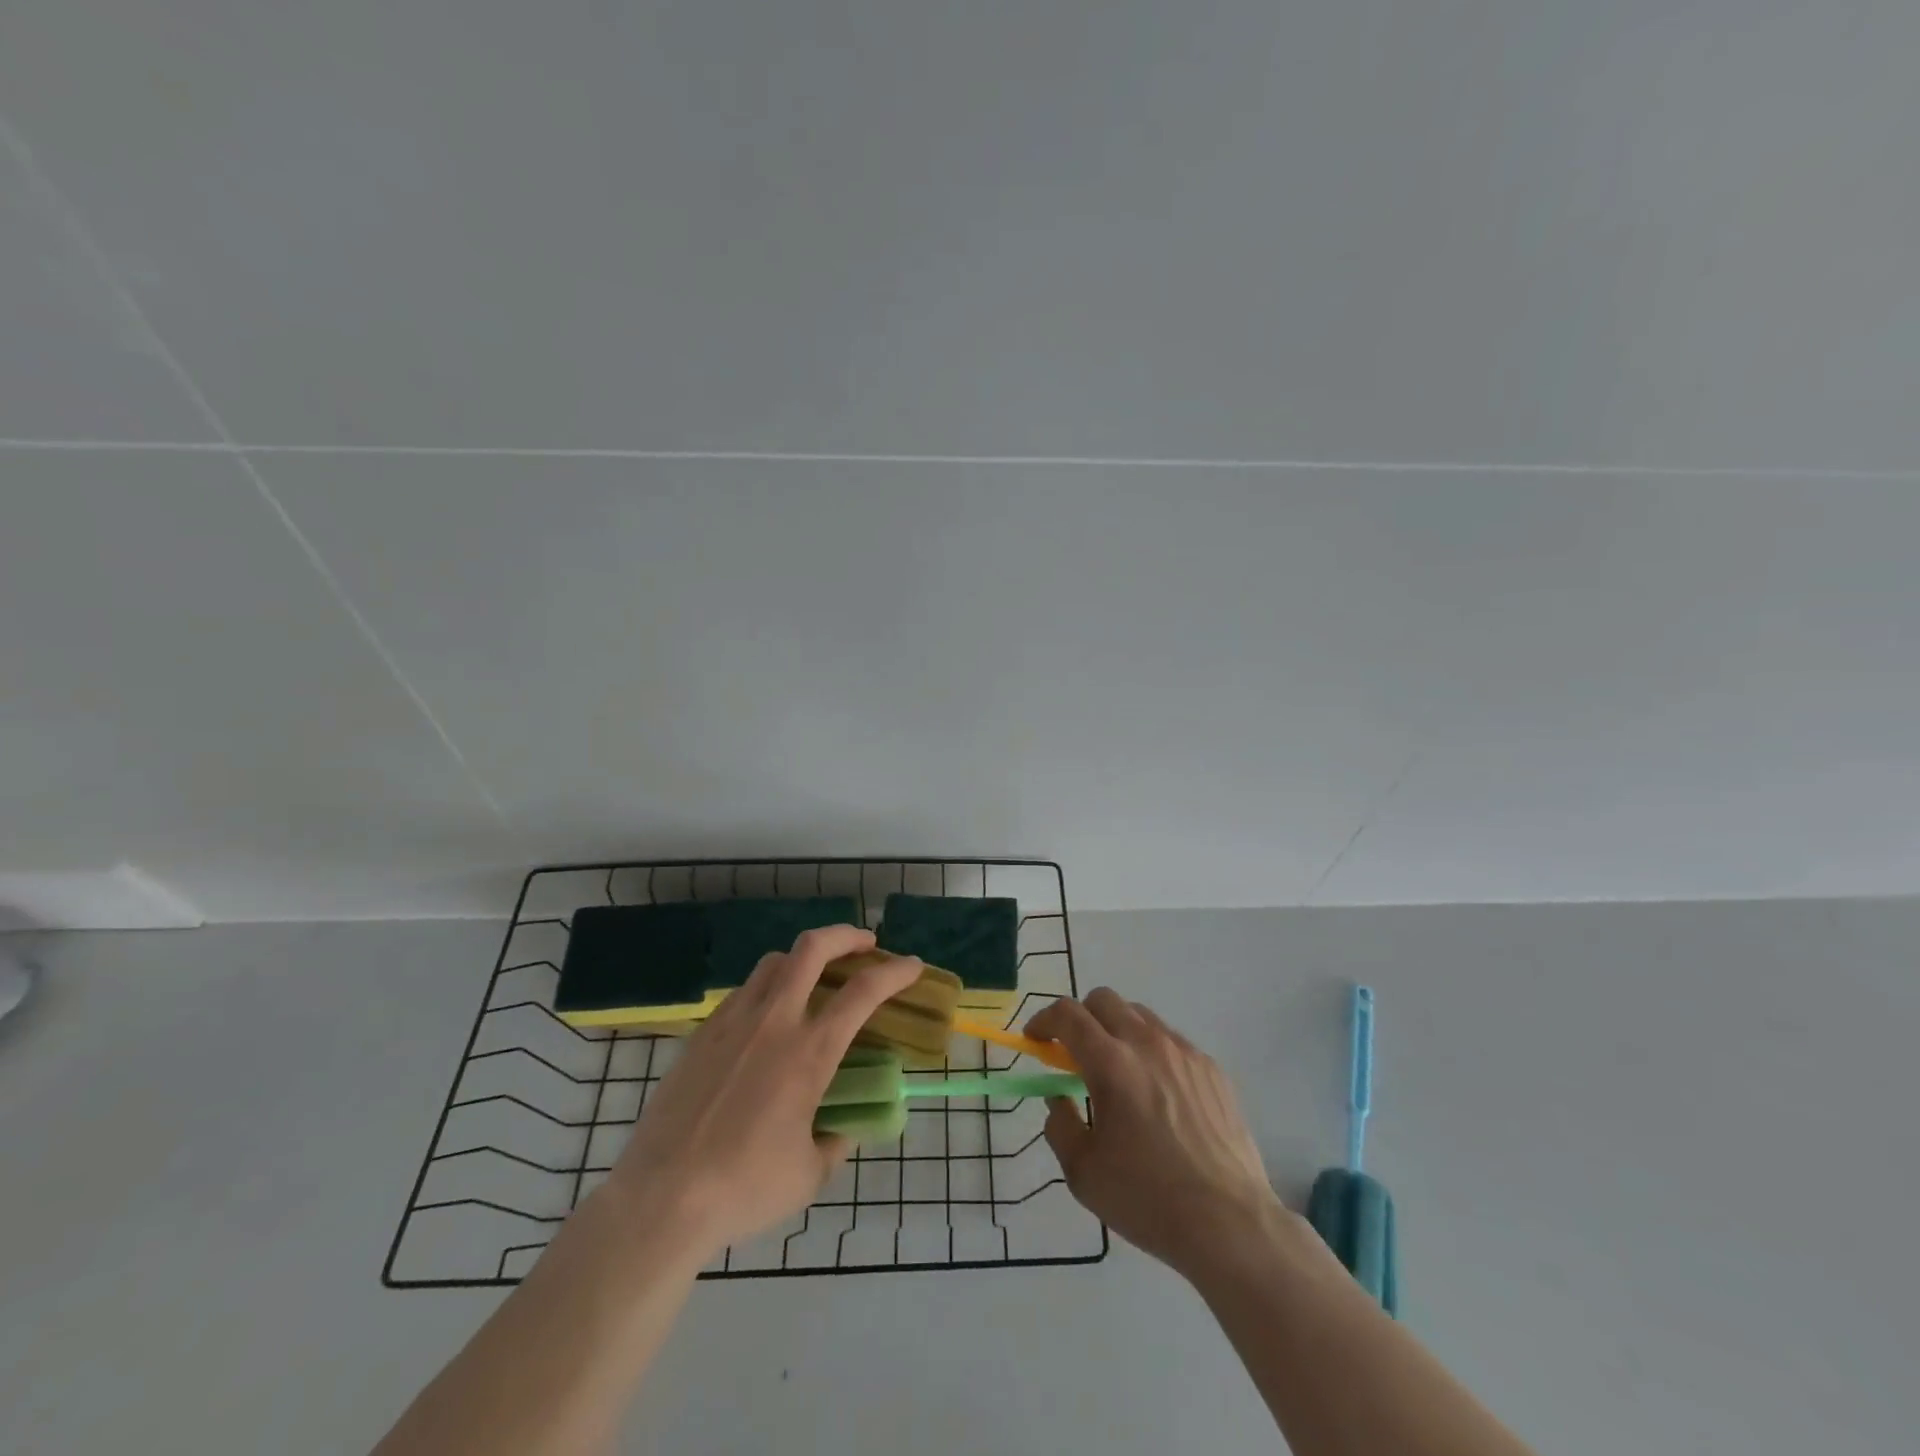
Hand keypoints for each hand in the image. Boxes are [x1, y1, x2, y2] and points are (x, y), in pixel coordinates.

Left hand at [602, 925, 920, 1259]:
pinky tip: (767, 1016)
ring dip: (804, 958)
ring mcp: (733, 1022)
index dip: (895, 972)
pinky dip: (768, 987)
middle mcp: (774, 1022)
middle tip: (865, 944)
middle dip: (846, 935)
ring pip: (774, 962)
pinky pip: (743, 991)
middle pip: (813, 948)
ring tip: (815, 975)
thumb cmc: (743, 1188)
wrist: (660, 1199)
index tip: (912, 966)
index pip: (863, 992)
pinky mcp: (702, 1034)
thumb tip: (842, 1127)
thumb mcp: (808, 1175)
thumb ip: (834, 1143)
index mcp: (809, 1053)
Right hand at [1027, 989, 1286, 1280]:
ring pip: (1140, 1016)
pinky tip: (1158, 1095)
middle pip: (1103, 1000)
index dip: (1043, 1020)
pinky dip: (1152, 1052)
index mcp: (1111, 1063)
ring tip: (1118, 1073)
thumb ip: (1059, 1124)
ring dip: (1117, 1031)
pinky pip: (1172, 1042)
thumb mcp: (1083, 1172)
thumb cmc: (1147, 1198)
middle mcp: (1147, 1043)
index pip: (1067, 1014)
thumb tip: (1058, 1098)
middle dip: (1080, 1018)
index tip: (1036, 1040)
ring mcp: (1185, 1052)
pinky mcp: (1212, 1069)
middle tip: (1074, 1054)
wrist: (1230, 1223)